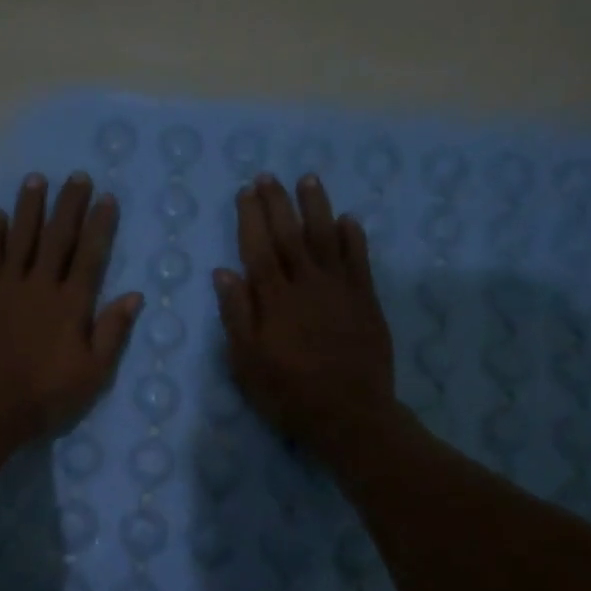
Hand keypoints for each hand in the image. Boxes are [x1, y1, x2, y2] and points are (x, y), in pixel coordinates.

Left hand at [0, 171, 142, 451]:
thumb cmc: (46, 395)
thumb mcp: (93, 373)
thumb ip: (112, 332)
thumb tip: (134, 295)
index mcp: (71, 304)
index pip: (90, 255)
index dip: (100, 225)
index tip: (106, 197)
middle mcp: (39, 286)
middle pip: (56, 238)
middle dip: (68, 205)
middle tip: (76, 175)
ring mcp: (5, 288)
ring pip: (20, 239)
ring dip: (29, 208)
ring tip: (36, 179)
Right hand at [214, 173, 395, 456]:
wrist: (350, 414)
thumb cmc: (289, 393)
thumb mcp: (247, 362)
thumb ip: (237, 315)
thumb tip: (224, 273)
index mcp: (274, 300)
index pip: (259, 248)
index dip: (251, 218)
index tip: (246, 192)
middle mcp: (307, 285)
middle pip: (290, 235)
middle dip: (278, 203)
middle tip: (269, 176)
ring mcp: (340, 290)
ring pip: (327, 238)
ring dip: (317, 207)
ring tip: (308, 180)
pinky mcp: (366, 301)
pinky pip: (360, 260)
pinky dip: (354, 237)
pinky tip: (349, 219)